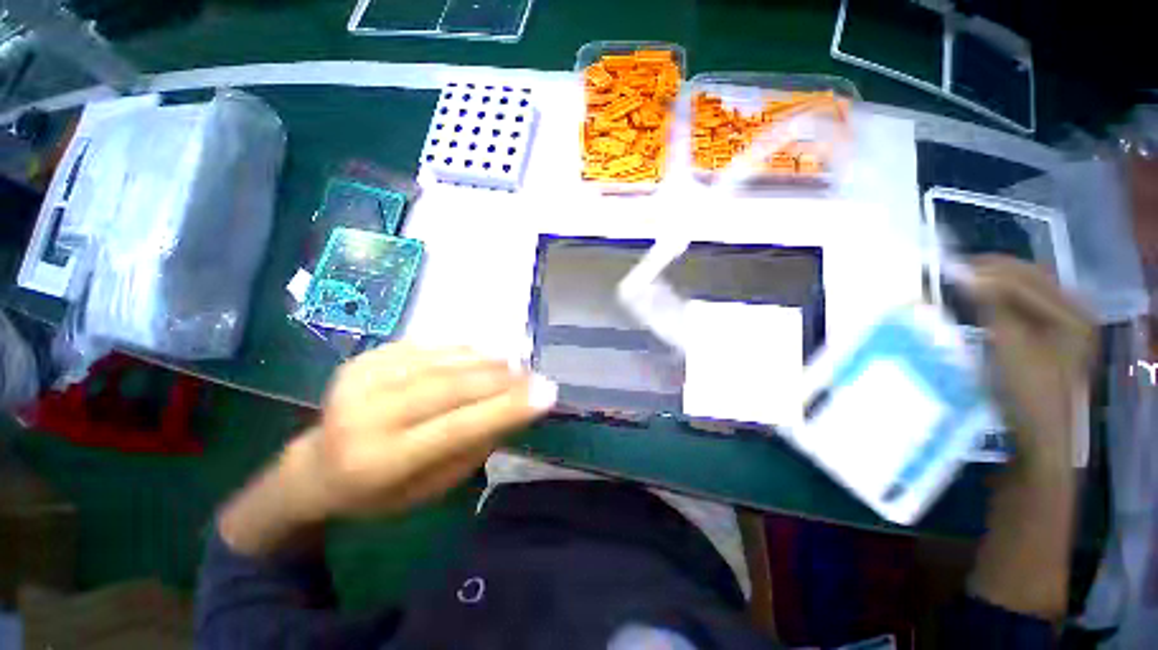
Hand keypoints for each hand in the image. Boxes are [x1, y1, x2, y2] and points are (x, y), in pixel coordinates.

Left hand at [301, 344, 556, 517]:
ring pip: (442, 361)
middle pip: (451, 386)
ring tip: (516, 363)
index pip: (456, 427)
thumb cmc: (378, 491)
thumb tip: (513, 407)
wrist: (315, 466)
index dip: (507, 407)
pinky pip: (426, 346)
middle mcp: (364, 415)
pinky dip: (462, 348)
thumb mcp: (429, 489)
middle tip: (535, 375)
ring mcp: (360, 379)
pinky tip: (484, 354)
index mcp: (377, 463)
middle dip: (503, 379)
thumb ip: (472, 447)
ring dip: (487, 360)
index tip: (548, 393)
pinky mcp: (364, 358)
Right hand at [966, 256, 1094, 471]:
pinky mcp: (1051, 335)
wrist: (1038, 434)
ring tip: (962, 281)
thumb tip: (965, 275)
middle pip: (1031, 278)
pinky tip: (979, 299)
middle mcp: (1075, 312)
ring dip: (994, 283)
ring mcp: (1065, 324)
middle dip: (992, 271)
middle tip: (953, 270)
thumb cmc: (1028, 392)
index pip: (1026, 279)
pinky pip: (1024, 304)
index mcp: (1073, 314)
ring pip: (1026, 289)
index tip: (949, 267)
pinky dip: (999, 298)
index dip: (987, 271)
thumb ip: (992, 306)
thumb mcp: (1009, 347)